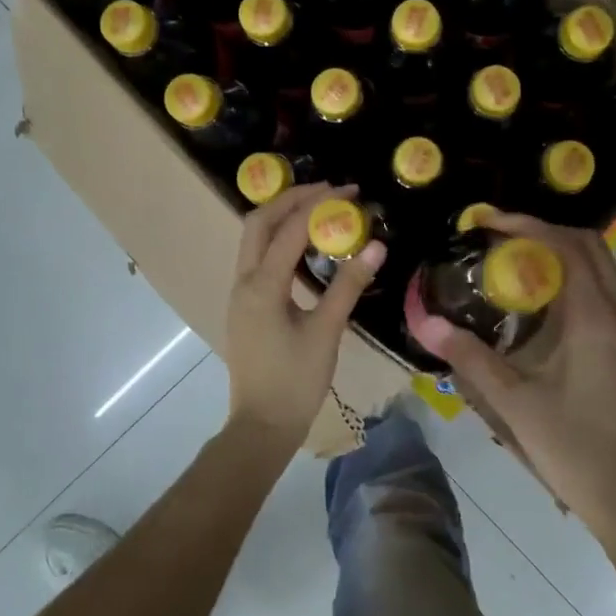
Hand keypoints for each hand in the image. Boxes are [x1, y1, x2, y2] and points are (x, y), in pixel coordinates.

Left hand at [223, 182, 384, 452]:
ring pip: (254, 239)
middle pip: (259, 222)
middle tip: (329, 190)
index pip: (290, 229)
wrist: (262, 425)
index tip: (350, 191)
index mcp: (262, 286)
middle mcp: (243, 281)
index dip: (320, 204)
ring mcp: (240, 294)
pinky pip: (258, 258)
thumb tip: (376, 244)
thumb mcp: (327, 332)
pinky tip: (305, 246)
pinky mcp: (246, 305)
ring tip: (319, 207)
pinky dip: (279, 240)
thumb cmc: (296, 381)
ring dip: (283, 217)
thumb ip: (348, 286)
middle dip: (292, 199)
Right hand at [410, 211, 615, 541]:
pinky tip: (549, 308)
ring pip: (606, 268)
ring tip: (523, 267)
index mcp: (595, 317)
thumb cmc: (574, 448)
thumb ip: (469, 357)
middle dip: (546, 232)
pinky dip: (581, 279)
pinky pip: (611, 292)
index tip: (488, 223)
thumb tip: (425, 323)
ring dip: (567, 254)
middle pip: (591, 246)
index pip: (566, 245)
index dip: (526, 224)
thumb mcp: (514, 403)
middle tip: (502, 241)